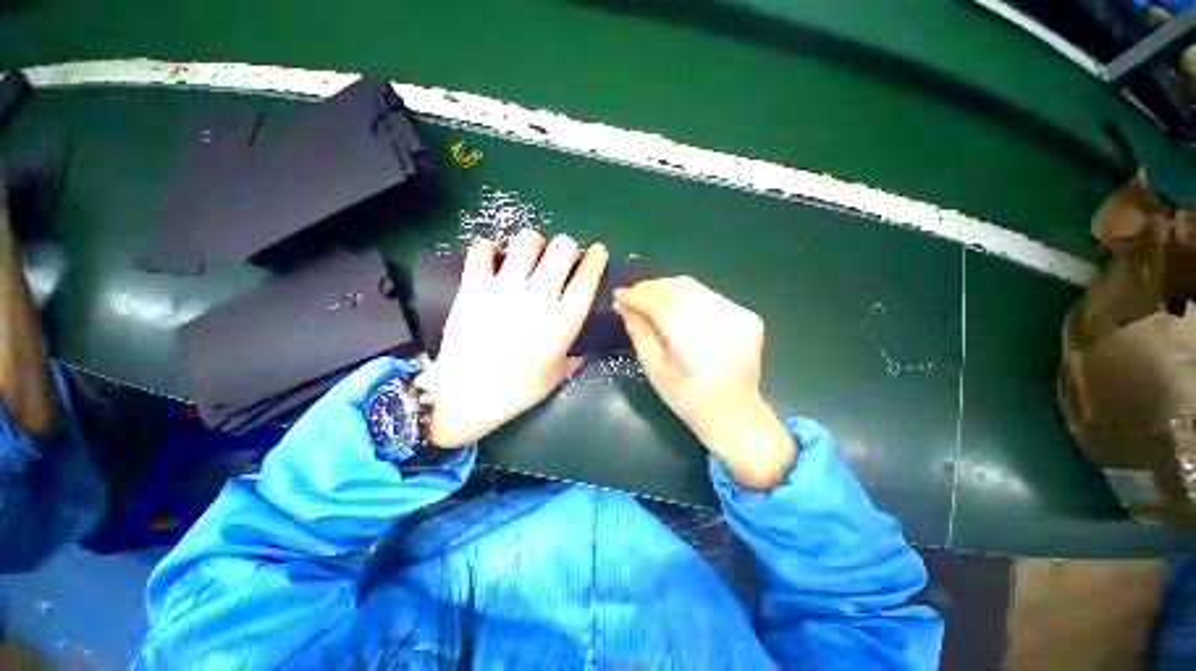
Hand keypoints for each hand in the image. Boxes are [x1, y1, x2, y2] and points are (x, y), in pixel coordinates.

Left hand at [415, 230, 607, 447]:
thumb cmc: (518, 389)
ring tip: (530, 257)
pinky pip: (482, 249)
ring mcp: (505, 286)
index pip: (588, 276)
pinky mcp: (474, 285)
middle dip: (568, 247)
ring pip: (528, 240)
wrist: (466, 394)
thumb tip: (580, 353)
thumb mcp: (555, 376)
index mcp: (564, 318)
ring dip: (535, 244)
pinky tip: (494, 259)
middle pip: (563, 247)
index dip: (597, 257)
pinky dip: (490, 249)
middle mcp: (539, 295)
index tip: (598, 251)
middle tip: (562, 259)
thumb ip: (572, 359)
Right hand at [613, 277, 794, 489]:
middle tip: (632, 296)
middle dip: (650, 288)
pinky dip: (687, 297)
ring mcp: (740, 317)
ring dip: (667, 290)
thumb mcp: (654, 369)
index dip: (637, 296)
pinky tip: (675, 308)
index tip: (618, 295)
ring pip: (694, 288)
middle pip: (679, 288)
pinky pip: (708, 296)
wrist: (734, 414)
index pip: (661, 304)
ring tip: (650, 300)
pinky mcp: (747, 316)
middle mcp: (723, 322)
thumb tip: (623, 305)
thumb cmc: (687, 398)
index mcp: (697, 343)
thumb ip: (639, 332)